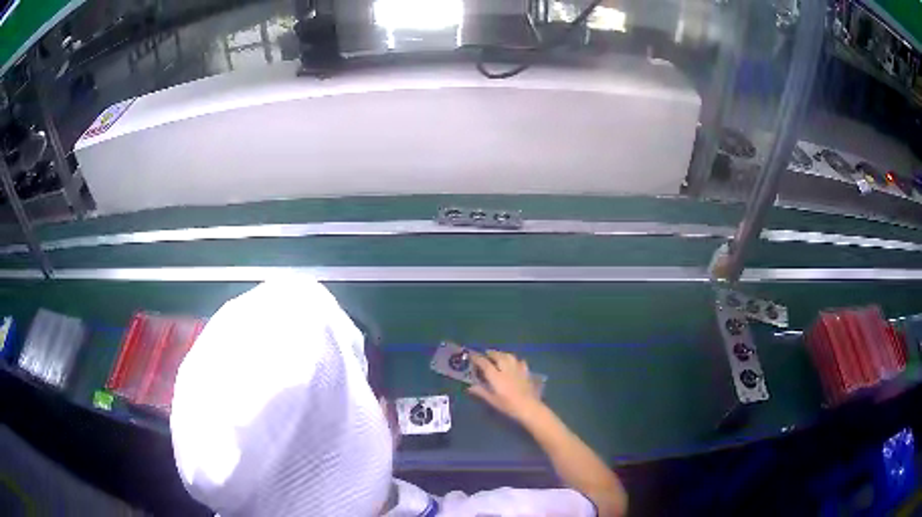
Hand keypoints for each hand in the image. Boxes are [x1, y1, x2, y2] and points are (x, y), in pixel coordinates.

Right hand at [468, 350, 543, 422]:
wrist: (529, 407)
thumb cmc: (508, 406)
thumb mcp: (492, 401)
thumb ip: (481, 392)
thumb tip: (470, 387)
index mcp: (496, 376)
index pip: (485, 363)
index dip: (477, 358)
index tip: (472, 355)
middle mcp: (506, 369)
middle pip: (498, 356)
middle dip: (491, 353)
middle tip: (486, 354)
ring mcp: (517, 369)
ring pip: (509, 356)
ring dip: (502, 354)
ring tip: (498, 356)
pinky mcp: (526, 372)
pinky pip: (520, 361)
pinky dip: (515, 360)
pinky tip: (514, 363)